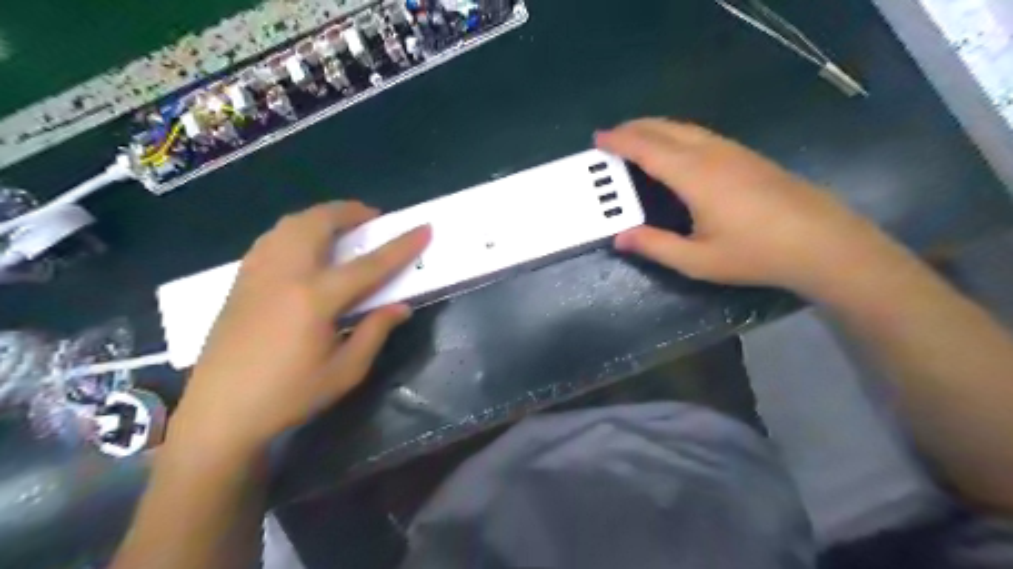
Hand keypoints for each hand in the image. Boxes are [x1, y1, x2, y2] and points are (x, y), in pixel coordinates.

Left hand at [171, 201, 430, 458]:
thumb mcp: (345, 371)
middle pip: (318, 224)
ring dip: (321, 216)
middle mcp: (284, 275)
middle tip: (372, 217)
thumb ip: (375, 332)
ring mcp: (257, 274)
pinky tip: (304, 246)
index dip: (401, 246)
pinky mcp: (240, 282)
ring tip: (341, 226)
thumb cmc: (289, 396)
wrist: (219, 414)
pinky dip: (295, 230)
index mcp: (315, 299)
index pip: (369, 265)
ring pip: (289, 225)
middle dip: (350, 211)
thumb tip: (401, 307)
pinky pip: (271, 239)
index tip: (424, 228)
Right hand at [596, 121, 896, 297]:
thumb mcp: (697, 260)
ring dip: (657, 128)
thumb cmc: (755, 253)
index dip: (620, 141)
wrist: (823, 243)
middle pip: (666, 129)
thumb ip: (655, 246)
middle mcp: (712, 154)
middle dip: (635, 127)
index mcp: (694, 176)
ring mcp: (734, 151)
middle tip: (612, 135)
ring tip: (638, 138)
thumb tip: (620, 237)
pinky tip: (677, 148)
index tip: (598, 138)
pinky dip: (677, 134)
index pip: (648, 149)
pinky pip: (702, 135)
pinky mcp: (748, 156)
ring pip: (686, 128)